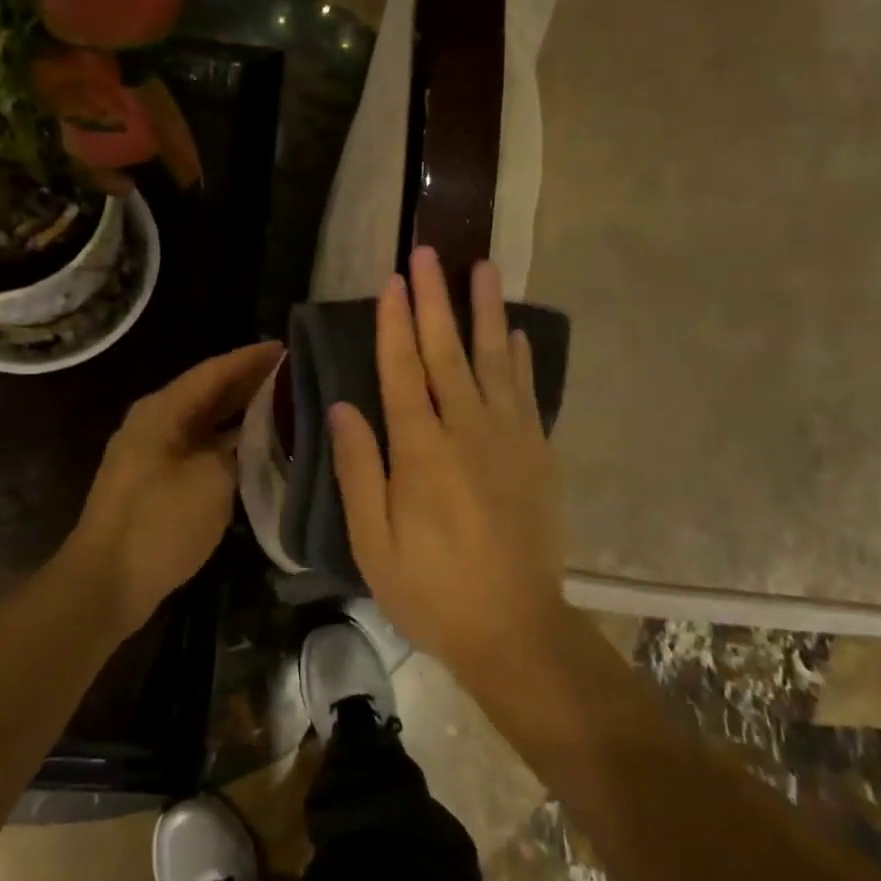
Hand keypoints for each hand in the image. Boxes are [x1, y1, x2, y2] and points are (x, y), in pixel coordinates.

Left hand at [69, 341, 281, 631]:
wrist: (107, 583)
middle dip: (250, 382)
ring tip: (284, 406)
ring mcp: (154, 454)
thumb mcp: (212, 479)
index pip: (215, 371)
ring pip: (206, 422)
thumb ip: (239, 448)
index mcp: (163, 411)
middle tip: (294, 375)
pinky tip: (259, 449)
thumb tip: (255, 436)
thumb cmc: (159, 522)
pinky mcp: (158, 483)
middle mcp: (156, 423)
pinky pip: (201, 449)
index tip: (288, 348)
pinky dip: (229, 444)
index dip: (251, 358)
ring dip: (241, 414)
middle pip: (209, 393)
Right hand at [329, 247, 566, 672]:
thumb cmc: (432, 589)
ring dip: (485, 311)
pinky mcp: (537, 453)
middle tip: (431, 253)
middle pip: (447, 352)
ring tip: (483, 267)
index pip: (403, 370)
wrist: (515, 628)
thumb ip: (359, 469)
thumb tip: (343, 406)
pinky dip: (520, 359)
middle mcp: (466, 430)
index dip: (395, 322)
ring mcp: (509, 438)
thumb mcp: (374, 542)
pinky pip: (527, 393)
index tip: (394, 280)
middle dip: (436, 299)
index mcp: (421, 450)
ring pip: (494, 360)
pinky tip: (515, 333)